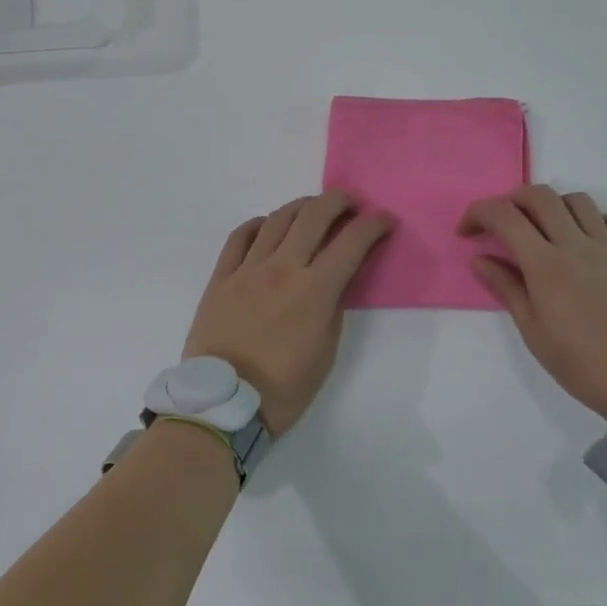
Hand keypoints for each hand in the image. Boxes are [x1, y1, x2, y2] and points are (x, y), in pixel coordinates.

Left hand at [183, 191, 394, 436]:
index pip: (352, 242)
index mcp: (314, 290)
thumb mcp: (326, 352)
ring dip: (302, 206)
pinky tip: (268, 226)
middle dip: (339, 201)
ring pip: (277, 218)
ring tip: (314, 208)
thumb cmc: (283, 388)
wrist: (223, 404)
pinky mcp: (221, 276)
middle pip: (314, 215)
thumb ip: (335, 307)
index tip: (385, 220)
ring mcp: (248, 269)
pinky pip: (240, 236)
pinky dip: (259, 224)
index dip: (374, 225)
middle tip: (351, 202)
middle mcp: (282, 268)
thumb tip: (340, 277)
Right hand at [460, 185, 606, 419]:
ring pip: (577, 200)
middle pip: (540, 195)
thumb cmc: (580, 362)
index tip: (467, 232)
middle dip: (511, 200)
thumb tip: (480, 258)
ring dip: (552, 205)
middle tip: (501, 225)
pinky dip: (589, 220)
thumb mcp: (533, 331)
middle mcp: (576, 244)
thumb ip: (506, 287)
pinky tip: (582, 241)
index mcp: (545, 264)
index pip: (504, 216)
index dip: (478, 214)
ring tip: (543, 230)